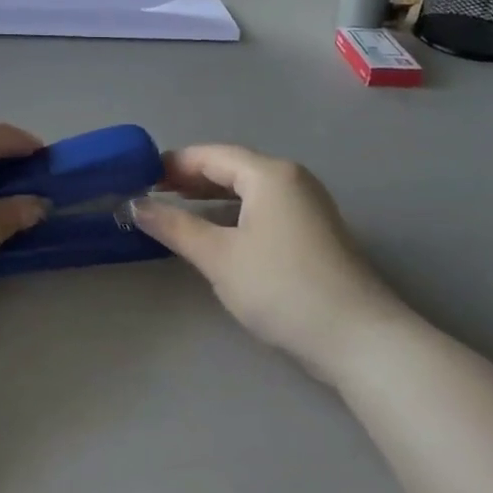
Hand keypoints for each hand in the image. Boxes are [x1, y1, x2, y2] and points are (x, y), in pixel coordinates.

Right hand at [131, 144, 412, 379]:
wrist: (357, 337)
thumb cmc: (282, 287)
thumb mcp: (219, 257)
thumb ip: (175, 226)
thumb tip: (135, 205)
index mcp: (270, 174)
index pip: (213, 155)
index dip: (174, 163)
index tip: (139, 176)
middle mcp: (292, 180)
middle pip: (233, 168)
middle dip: (191, 179)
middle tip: (152, 194)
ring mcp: (308, 206)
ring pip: (249, 191)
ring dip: (212, 198)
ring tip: (176, 211)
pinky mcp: (314, 232)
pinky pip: (264, 209)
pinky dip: (234, 214)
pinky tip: (216, 233)